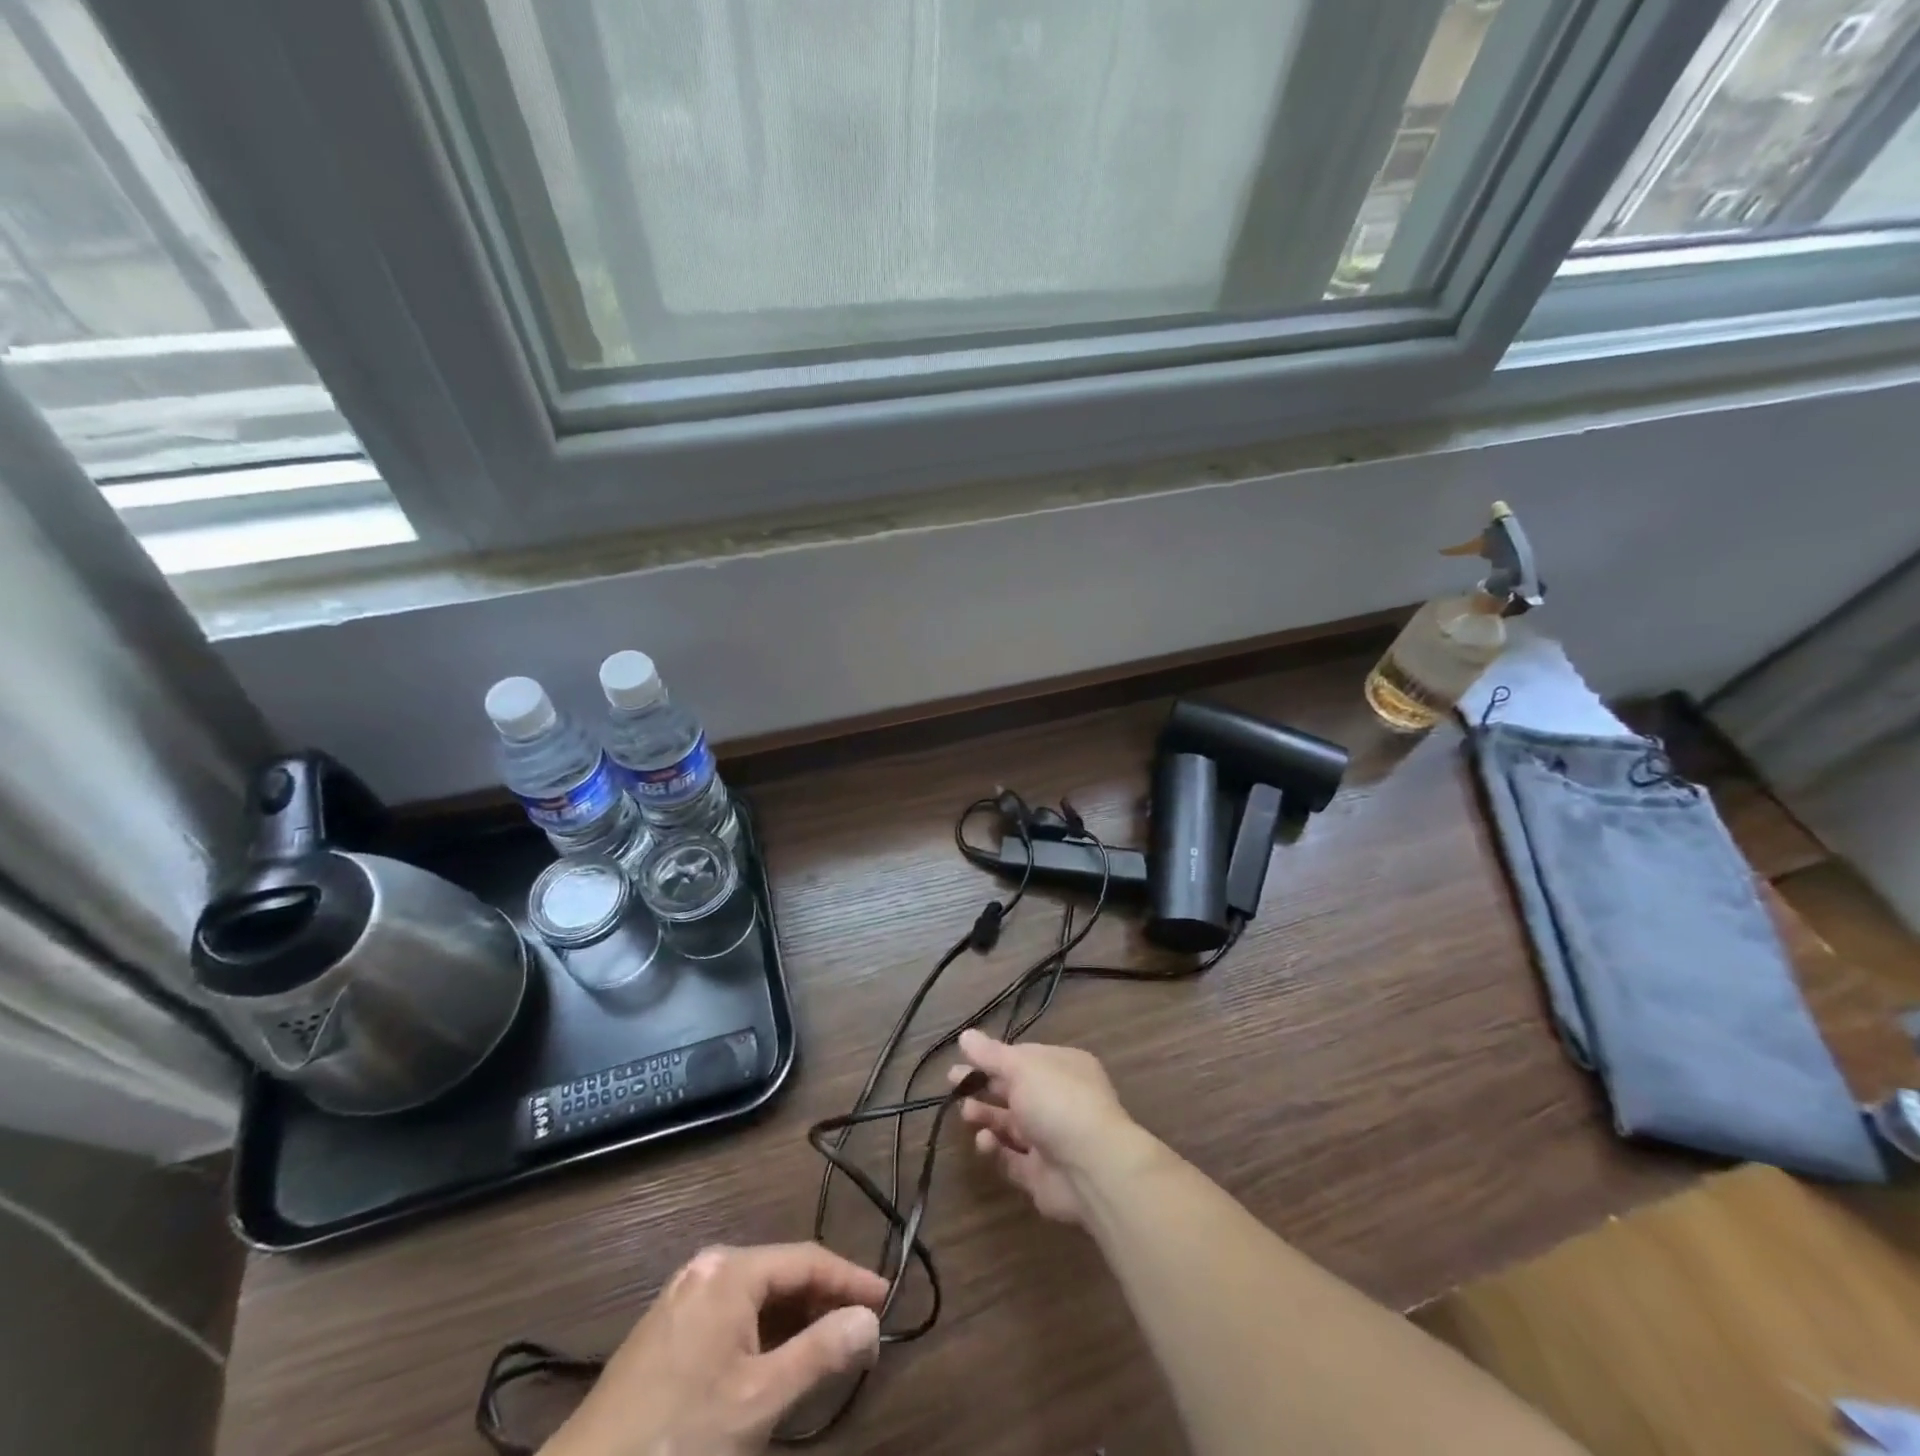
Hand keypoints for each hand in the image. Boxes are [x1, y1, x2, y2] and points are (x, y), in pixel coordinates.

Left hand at [542, 1243, 884, 1455]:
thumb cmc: (679, 1440)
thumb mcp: (759, 1401)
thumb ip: (821, 1353)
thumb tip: (870, 1319)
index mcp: (730, 1270)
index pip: (807, 1259)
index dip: (851, 1279)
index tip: (888, 1302)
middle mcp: (707, 1269)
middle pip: (782, 1273)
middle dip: (824, 1300)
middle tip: (863, 1331)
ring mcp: (682, 1297)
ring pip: (757, 1296)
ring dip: (796, 1319)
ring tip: (830, 1347)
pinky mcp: (666, 1331)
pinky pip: (732, 1315)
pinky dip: (764, 1333)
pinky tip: (778, 1363)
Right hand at [947, 1030, 1143, 1224]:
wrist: (1093, 1168)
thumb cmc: (1058, 1102)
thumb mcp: (1021, 1068)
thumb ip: (991, 1055)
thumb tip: (965, 1035)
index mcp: (1062, 1067)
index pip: (1023, 1058)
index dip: (994, 1058)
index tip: (965, 1058)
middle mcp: (1059, 1100)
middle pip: (1014, 1090)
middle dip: (984, 1086)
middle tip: (952, 1084)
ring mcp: (1052, 1138)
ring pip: (1011, 1124)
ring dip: (987, 1117)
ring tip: (966, 1113)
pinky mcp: (1041, 1174)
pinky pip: (1012, 1157)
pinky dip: (996, 1148)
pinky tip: (984, 1141)